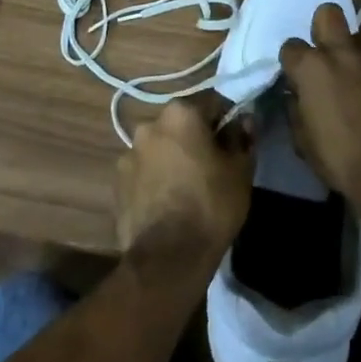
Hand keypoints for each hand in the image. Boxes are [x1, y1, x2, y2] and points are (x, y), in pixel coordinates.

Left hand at [115, 101, 254, 271]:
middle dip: (195, 139)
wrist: (168, 257)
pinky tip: (167, 203)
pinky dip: (155, 179)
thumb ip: (241, 138)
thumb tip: (243, 121)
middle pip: (181, 124)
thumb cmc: (211, 205)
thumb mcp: (240, 170)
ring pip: (160, 148)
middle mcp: (150, 124)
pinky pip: (144, 172)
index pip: (211, 104)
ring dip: (172, 158)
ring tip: (186, 188)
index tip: (235, 142)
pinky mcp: (117, 183)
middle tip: (212, 166)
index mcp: (181, 113)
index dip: (226, 121)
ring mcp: (128, 153)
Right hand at [279, 4, 360, 206]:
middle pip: (329, 15)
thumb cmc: (341, 160)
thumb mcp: (304, 142)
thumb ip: (297, 110)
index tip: (297, 77)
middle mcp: (345, 53)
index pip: (291, 47)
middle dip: (325, 27)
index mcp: (313, 69)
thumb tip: (296, 97)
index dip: (293, 62)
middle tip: (330, 55)